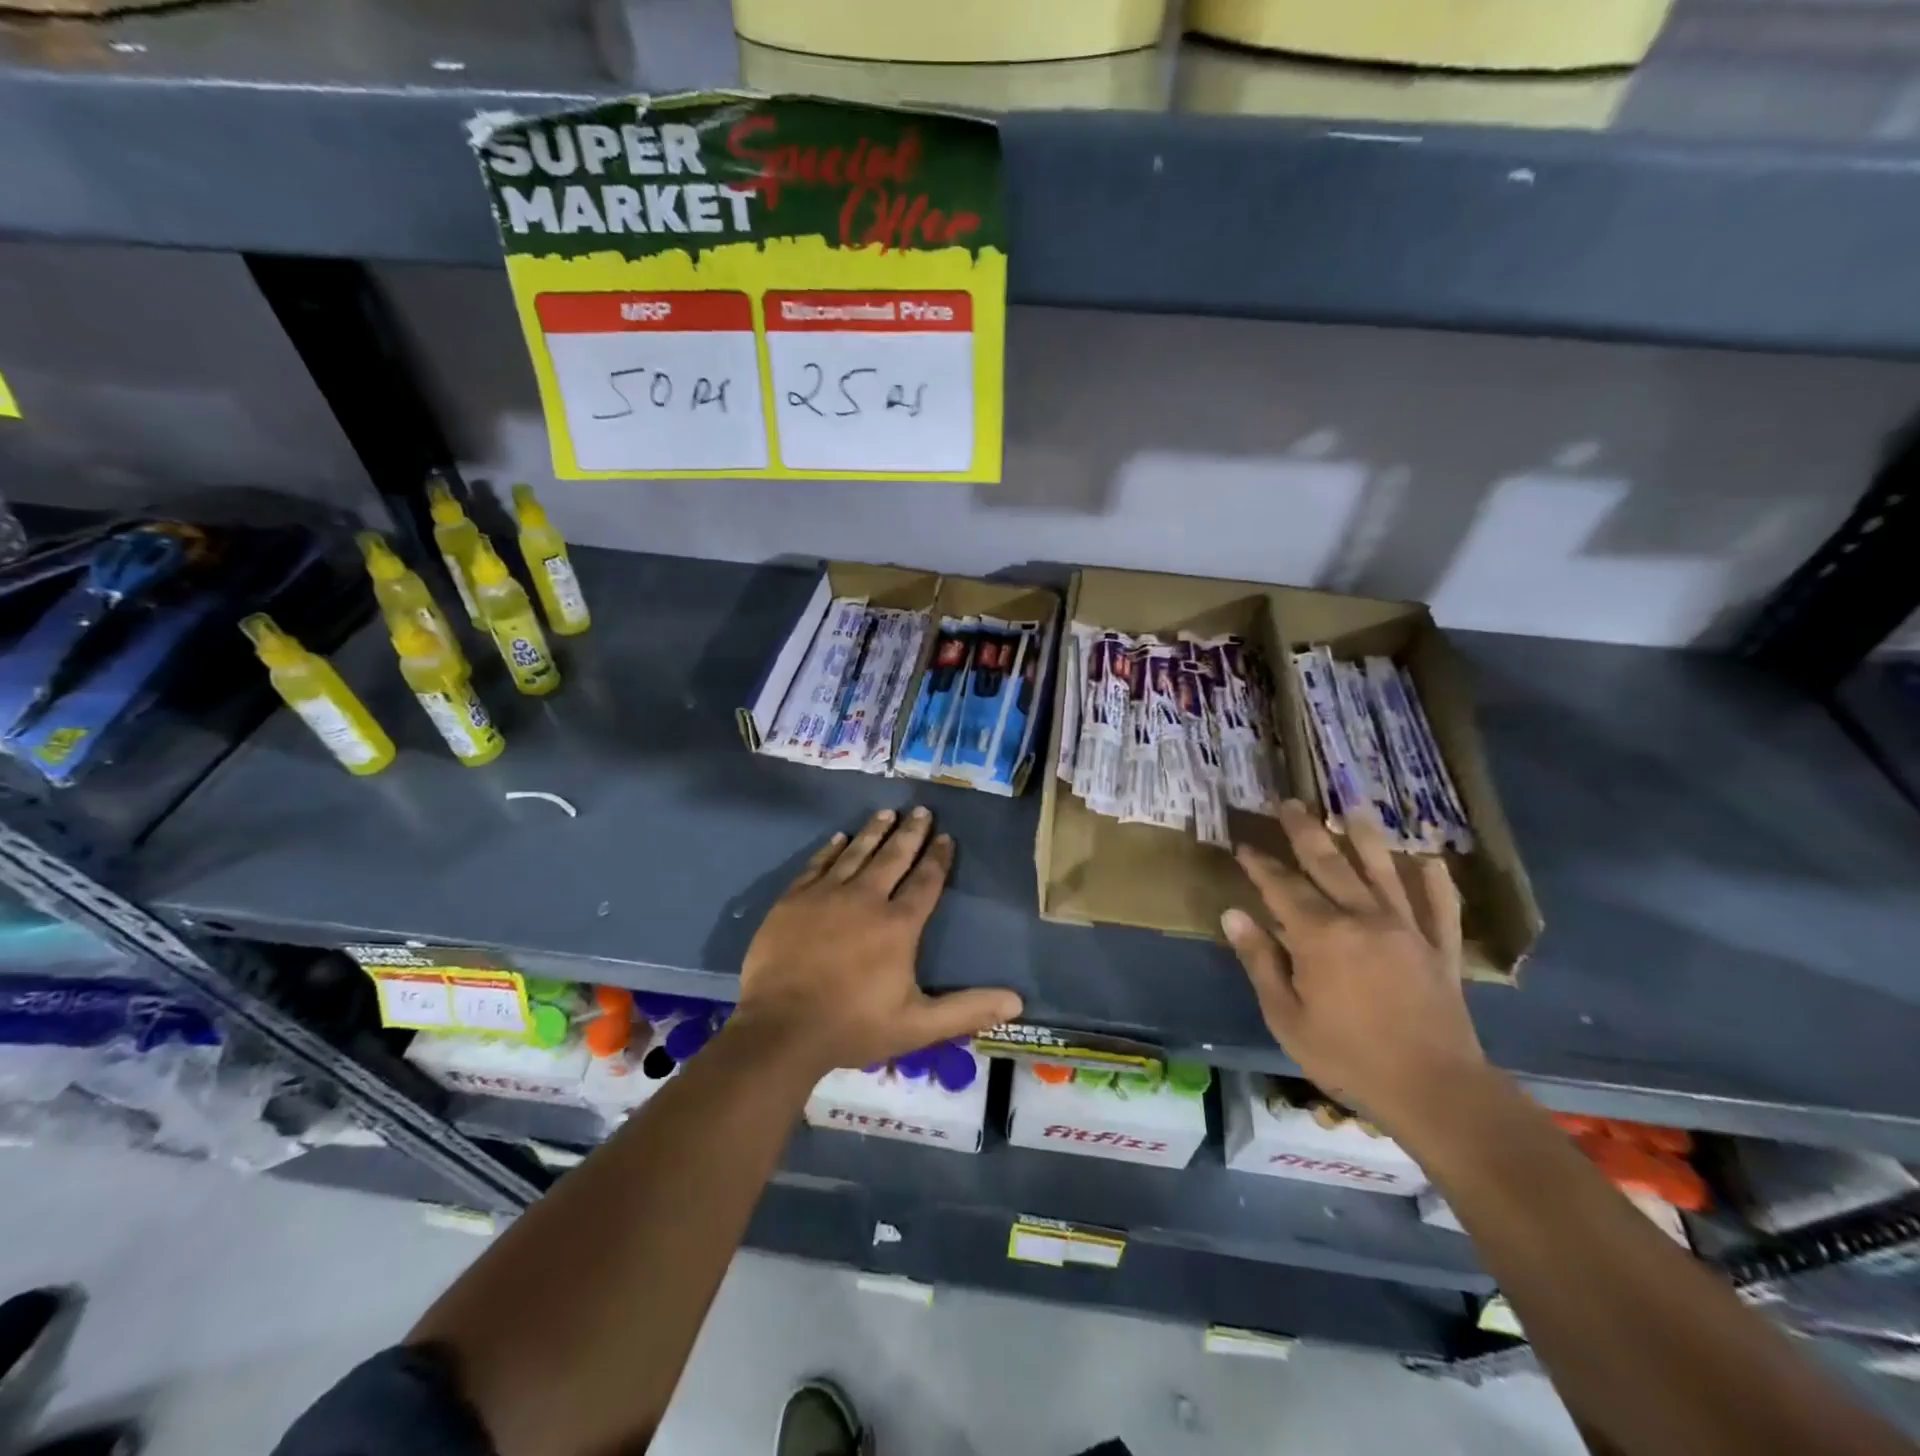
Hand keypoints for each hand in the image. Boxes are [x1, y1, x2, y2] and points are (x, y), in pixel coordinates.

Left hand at [736, 807, 1022, 1073]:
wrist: (780, 1029)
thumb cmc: (853, 1026)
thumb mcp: (918, 1025)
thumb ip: (967, 1010)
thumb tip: (1017, 1001)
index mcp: (898, 925)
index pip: (925, 882)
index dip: (938, 858)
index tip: (947, 837)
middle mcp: (865, 899)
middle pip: (893, 857)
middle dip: (910, 833)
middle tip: (921, 810)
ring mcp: (826, 895)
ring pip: (856, 853)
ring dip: (874, 831)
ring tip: (887, 813)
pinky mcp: (794, 900)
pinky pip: (818, 864)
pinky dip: (831, 849)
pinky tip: (840, 837)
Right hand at [1221, 800, 1485, 1130]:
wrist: (1435, 1091)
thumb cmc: (1348, 1056)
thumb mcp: (1286, 1016)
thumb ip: (1260, 960)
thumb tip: (1233, 914)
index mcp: (1320, 935)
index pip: (1282, 886)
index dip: (1259, 864)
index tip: (1243, 844)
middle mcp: (1363, 918)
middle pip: (1330, 863)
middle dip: (1305, 831)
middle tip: (1289, 803)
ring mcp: (1407, 930)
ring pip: (1383, 871)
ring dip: (1365, 837)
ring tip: (1353, 807)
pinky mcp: (1440, 949)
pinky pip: (1440, 907)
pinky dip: (1435, 882)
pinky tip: (1429, 861)